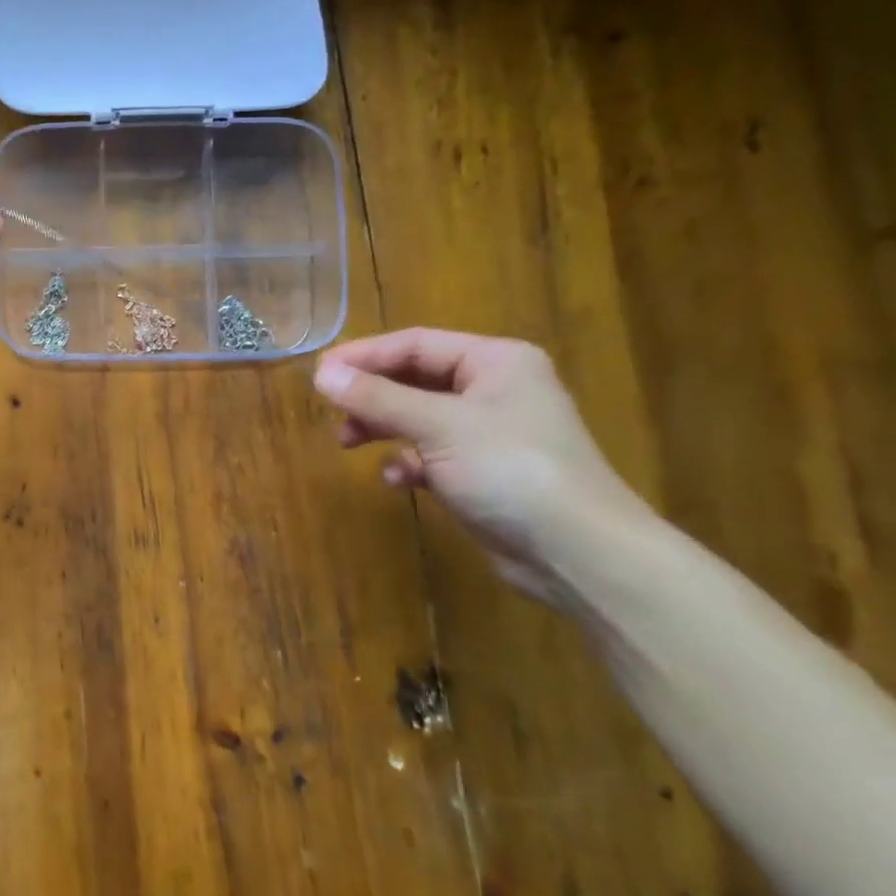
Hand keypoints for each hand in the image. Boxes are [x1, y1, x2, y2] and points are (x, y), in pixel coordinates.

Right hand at [313, 329, 646, 603]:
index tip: (319, 373)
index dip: (364, 355)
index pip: (415, 344)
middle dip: (370, 395)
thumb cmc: (510, 469)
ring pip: (417, 417)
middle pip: (414, 379)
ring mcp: (488, 432)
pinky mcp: (481, 471)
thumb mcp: (438, 426)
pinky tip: (397, 480)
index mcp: (494, 362)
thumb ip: (377, 398)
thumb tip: (321, 375)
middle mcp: (493, 389)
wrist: (577, 552)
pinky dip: (408, 461)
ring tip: (347, 443)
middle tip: (330, 409)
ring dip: (382, 427)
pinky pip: (430, 453)